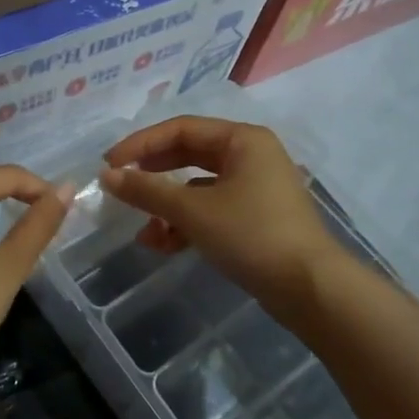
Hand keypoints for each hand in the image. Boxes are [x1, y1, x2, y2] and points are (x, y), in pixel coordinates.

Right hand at [99, 116, 345, 316]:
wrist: (310, 289)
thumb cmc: (252, 235)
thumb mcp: (193, 211)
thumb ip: (147, 190)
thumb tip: (107, 176)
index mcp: (242, 140)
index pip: (181, 129)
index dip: (141, 144)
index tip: (109, 165)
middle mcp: (251, 155)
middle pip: (189, 155)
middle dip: (153, 175)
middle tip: (120, 188)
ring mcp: (255, 187)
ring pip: (198, 186)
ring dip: (167, 207)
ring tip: (143, 232)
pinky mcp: (256, 217)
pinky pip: (212, 209)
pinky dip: (187, 223)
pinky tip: (164, 245)